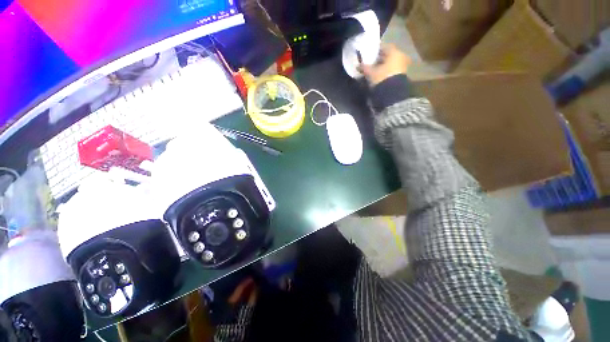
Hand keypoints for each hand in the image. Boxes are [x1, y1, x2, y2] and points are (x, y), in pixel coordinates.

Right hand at [358, 44, 410, 85]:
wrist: (393, 92)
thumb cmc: (382, 78)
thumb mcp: (371, 73)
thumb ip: (364, 67)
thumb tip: (358, 65)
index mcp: (394, 51)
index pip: (383, 47)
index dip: (375, 51)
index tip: (369, 54)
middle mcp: (400, 56)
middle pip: (388, 55)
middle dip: (380, 59)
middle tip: (371, 63)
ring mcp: (403, 65)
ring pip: (391, 63)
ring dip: (384, 66)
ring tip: (375, 71)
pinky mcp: (403, 75)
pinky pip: (393, 69)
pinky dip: (387, 71)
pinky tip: (381, 76)